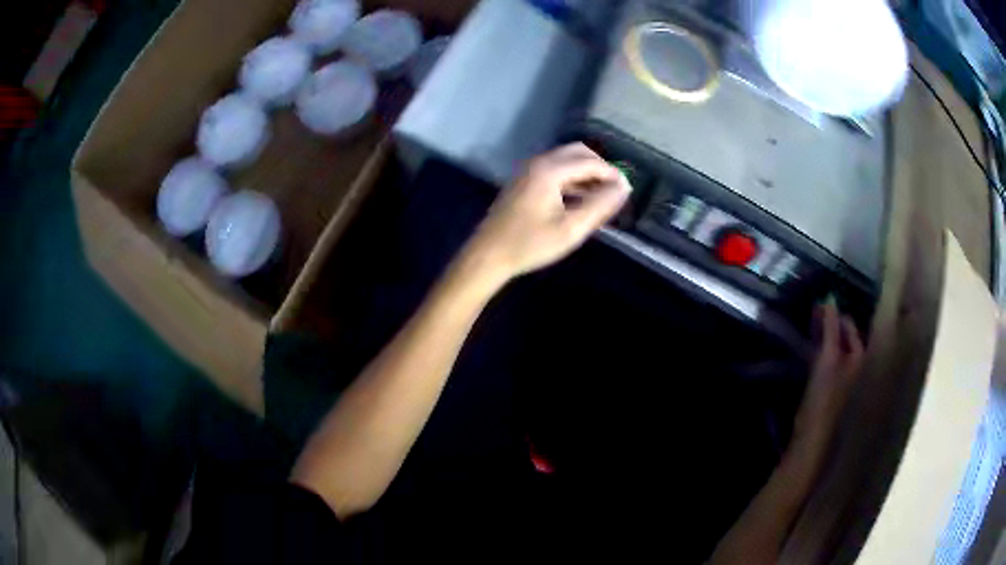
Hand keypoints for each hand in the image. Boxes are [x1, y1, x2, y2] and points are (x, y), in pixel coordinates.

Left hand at [464, 143, 630, 281]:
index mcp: (550, 170)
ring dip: (586, 173)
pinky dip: (572, 179)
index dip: (612, 174)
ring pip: (565, 161)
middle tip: (615, 190)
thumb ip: (600, 206)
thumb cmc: (530, 244)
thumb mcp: (571, 229)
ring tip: (602, 197)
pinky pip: (554, 170)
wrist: (488, 256)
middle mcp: (538, 163)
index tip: (627, 190)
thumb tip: (623, 188)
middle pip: (577, 153)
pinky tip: (580, 200)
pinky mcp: (523, 182)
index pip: (590, 162)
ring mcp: (528, 171)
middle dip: (599, 168)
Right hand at [792, 303, 865, 462]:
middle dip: (830, 324)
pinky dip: (820, 352)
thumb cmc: (824, 398)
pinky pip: (827, 362)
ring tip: (808, 328)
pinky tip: (809, 351)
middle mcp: (855, 366)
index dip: (835, 313)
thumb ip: (830, 329)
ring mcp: (843, 380)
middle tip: (810, 312)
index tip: (817, 303)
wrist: (813, 440)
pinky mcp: (830, 392)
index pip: (849, 326)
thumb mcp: (828, 360)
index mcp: (859, 357)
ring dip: (824, 338)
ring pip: (835, 350)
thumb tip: (829, 299)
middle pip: (844, 337)